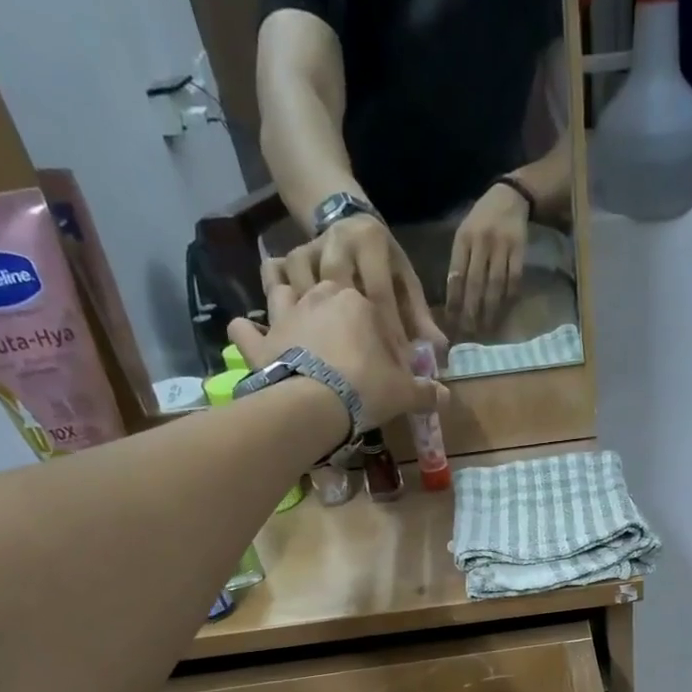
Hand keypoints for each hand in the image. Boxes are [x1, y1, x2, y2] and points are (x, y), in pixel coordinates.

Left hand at [228, 282, 445, 433]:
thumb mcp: (404, 391)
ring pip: (279, 290)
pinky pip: (246, 329)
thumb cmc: (366, 387)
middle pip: (325, 289)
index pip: (373, 307)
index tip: (385, 352)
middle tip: (339, 330)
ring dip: (280, 292)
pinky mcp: (261, 342)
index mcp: (358, 302)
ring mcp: (285, 316)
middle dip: (331, 303)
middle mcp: (318, 297)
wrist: (316, 402)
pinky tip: (248, 332)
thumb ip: (425, 392)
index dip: (380, 329)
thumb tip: (446, 397)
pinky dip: (246, 331)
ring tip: (287, 305)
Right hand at [263, 215, 445, 356]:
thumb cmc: (383, 263)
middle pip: (340, 290)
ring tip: (330, 362)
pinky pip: (280, 287)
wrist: (345, 224)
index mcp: (370, 241)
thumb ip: (419, 316)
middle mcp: (336, 241)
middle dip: (351, 332)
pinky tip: (300, 341)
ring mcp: (308, 249)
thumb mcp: (405, 282)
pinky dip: (289, 312)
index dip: (389, 331)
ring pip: (307, 289)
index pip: (379, 292)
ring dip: (316, 326)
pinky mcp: (287, 260)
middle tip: (362, 370)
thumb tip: (439, 349)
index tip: (397, 366)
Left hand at [447, 182, 530, 335]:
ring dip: (490, 310)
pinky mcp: (520, 250)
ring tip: (486, 329)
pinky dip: (509, 298)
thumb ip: (460, 261)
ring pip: (495, 285)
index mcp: (463, 239)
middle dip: (471, 311)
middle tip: (469, 333)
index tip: (452, 322)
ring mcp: (502, 246)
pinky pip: (514, 280)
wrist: (510, 197)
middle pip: (475, 283)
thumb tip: (454, 297)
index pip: (456, 275)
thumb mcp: (465, 233)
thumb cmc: (482, 219)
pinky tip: (505, 312)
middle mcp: (481, 242)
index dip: (454, 301)